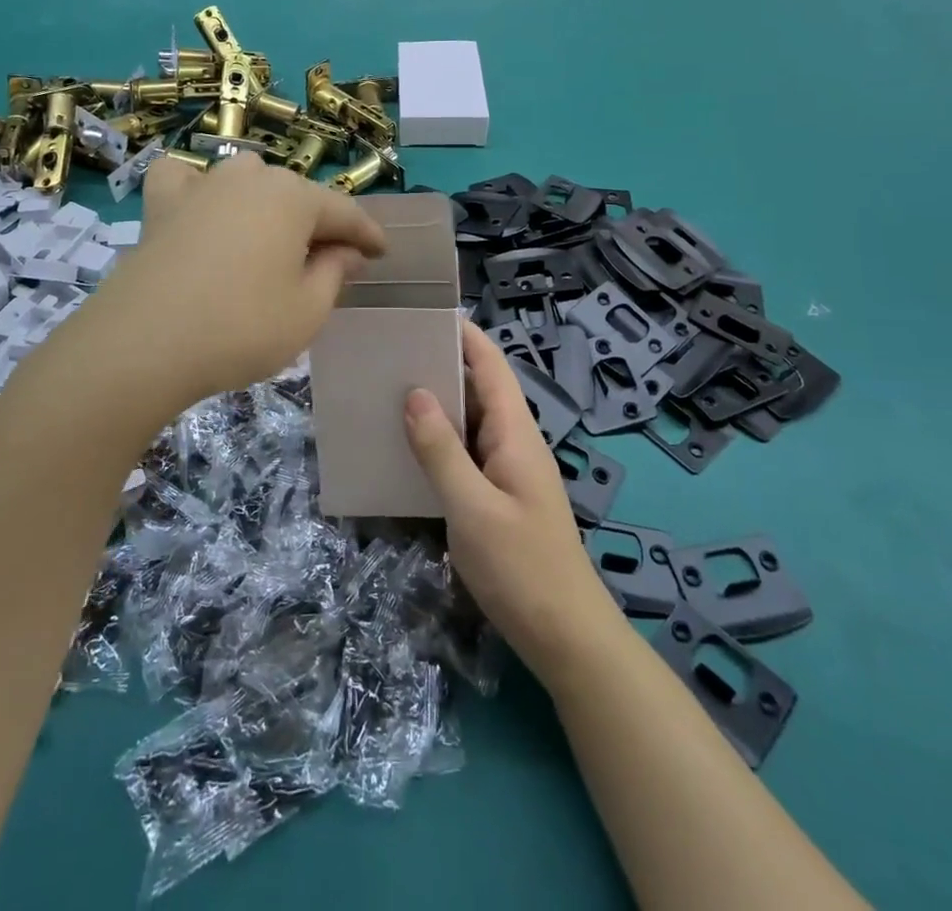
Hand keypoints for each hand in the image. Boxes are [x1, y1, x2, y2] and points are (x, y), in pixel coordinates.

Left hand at [92, 153, 386, 403]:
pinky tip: (201, 208)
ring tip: (270, 241)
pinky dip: (197, 188)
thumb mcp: (307, 310)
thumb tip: (346, 251)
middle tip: (329, 263)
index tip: (382, 254)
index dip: (367, 235)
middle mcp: (250, 178)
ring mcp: (202, 187)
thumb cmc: (241, 328)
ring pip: (247, 181)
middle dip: (318, 225)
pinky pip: (184, 180)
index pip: (344, 212)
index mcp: (293, 198)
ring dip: (267, 205)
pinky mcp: (161, 206)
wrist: (144, 344)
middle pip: (297, 197)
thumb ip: (335, 273)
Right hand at [405, 321, 626, 685]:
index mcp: (515, 433)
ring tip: (386, 390)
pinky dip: (438, 442)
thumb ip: (441, 450)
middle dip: (440, 366)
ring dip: (436, 406)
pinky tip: (405, 448)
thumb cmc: (521, 567)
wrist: (565, 637)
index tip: (425, 313)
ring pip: (469, 422)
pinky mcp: (498, 496)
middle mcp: (513, 442)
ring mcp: (507, 470)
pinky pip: (466, 453)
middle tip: (389, 351)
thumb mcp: (472, 508)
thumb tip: (413, 394)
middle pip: (479, 388)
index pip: (492, 366)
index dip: (465, 336)